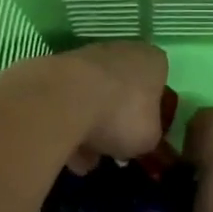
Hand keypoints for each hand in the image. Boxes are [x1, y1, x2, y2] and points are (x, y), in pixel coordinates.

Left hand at [55, 41, 169, 172]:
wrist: (64, 99)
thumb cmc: (121, 115)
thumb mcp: (149, 138)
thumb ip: (148, 135)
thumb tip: (136, 138)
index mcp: (151, 60)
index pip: (158, 81)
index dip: (151, 110)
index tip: (142, 132)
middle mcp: (120, 51)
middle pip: (122, 90)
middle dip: (115, 120)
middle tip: (112, 147)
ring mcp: (85, 57)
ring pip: (91, 98)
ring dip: (88, 128)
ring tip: (83, 160)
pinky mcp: (55, 69)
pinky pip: (67, 104)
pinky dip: (66, 126)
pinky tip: (64, 153)